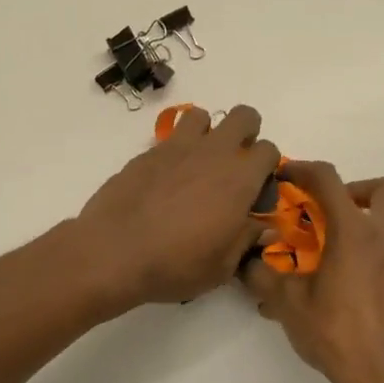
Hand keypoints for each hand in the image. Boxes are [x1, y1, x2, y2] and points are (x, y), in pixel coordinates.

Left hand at [76, 104, 281, 308]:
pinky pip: (171, 136)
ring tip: (198, 164)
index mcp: (239, 179)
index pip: (269, 150)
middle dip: (246, 133)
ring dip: (207, 133)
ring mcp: (178, 147)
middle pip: (243, 116)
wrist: (114, 251)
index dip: (267, 168)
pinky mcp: (148, 152)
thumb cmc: (176, 264)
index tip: (255, 192)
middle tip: (234, 165)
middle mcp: (213, 153)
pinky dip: (176, 149)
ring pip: (202, 116)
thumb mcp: (222, 266)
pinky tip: (167, 179)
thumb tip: (263, 225)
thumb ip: (247, 239)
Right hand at [242, 162, 383, 382]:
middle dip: (356, 189)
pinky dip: (368, 255)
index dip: (304, 170)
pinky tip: (343, 285)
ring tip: (327, 253)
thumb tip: (245, 260)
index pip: (329, 180)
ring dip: (360, 225)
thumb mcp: (287, 304)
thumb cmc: (337, 334)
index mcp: (355, 233)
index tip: (286, 176)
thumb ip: (262, 275)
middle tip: (327, 211)